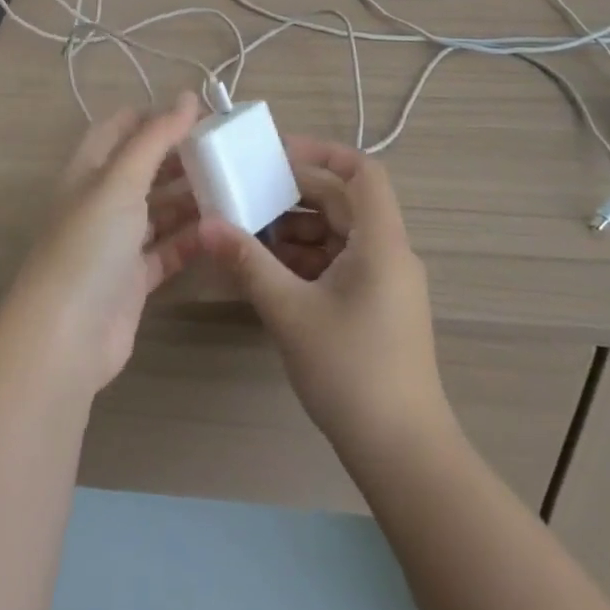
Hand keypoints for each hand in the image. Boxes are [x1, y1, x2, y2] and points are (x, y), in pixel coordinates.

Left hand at [3, 93, 203, 392]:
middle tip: (227, 150)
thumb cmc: (89, 244)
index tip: (202, 113)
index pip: (122, 127)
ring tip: (235, 185)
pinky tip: (224, 229)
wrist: (65, 338)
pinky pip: (168, 249)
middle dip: (181, 156)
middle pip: (144, 167)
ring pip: (159, 208)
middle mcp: (101, 200)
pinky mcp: (133, 278)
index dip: (157, 116)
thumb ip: (156, 137)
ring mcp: (117, 241)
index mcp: (90, 169)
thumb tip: (188, 95)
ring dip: (191, 197)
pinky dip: (192, 238)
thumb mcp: (121, 180)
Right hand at [198, 135, 449, 457]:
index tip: (276, 152)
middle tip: (247, 191)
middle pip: (343, 201)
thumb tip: (206, 226)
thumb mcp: (290, 312)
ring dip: (296, 228)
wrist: (403, 457)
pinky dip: (306, 258)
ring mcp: (384, 282)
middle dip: (295, 193)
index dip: (322, 152)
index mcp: (381, 242)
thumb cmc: (351, 372)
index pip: (362, 172)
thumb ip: (248, 263)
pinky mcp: (376, 307)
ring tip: (248, 231)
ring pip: (338, 233)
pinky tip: (268, 270)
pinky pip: (339, 263)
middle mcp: (389, 253)